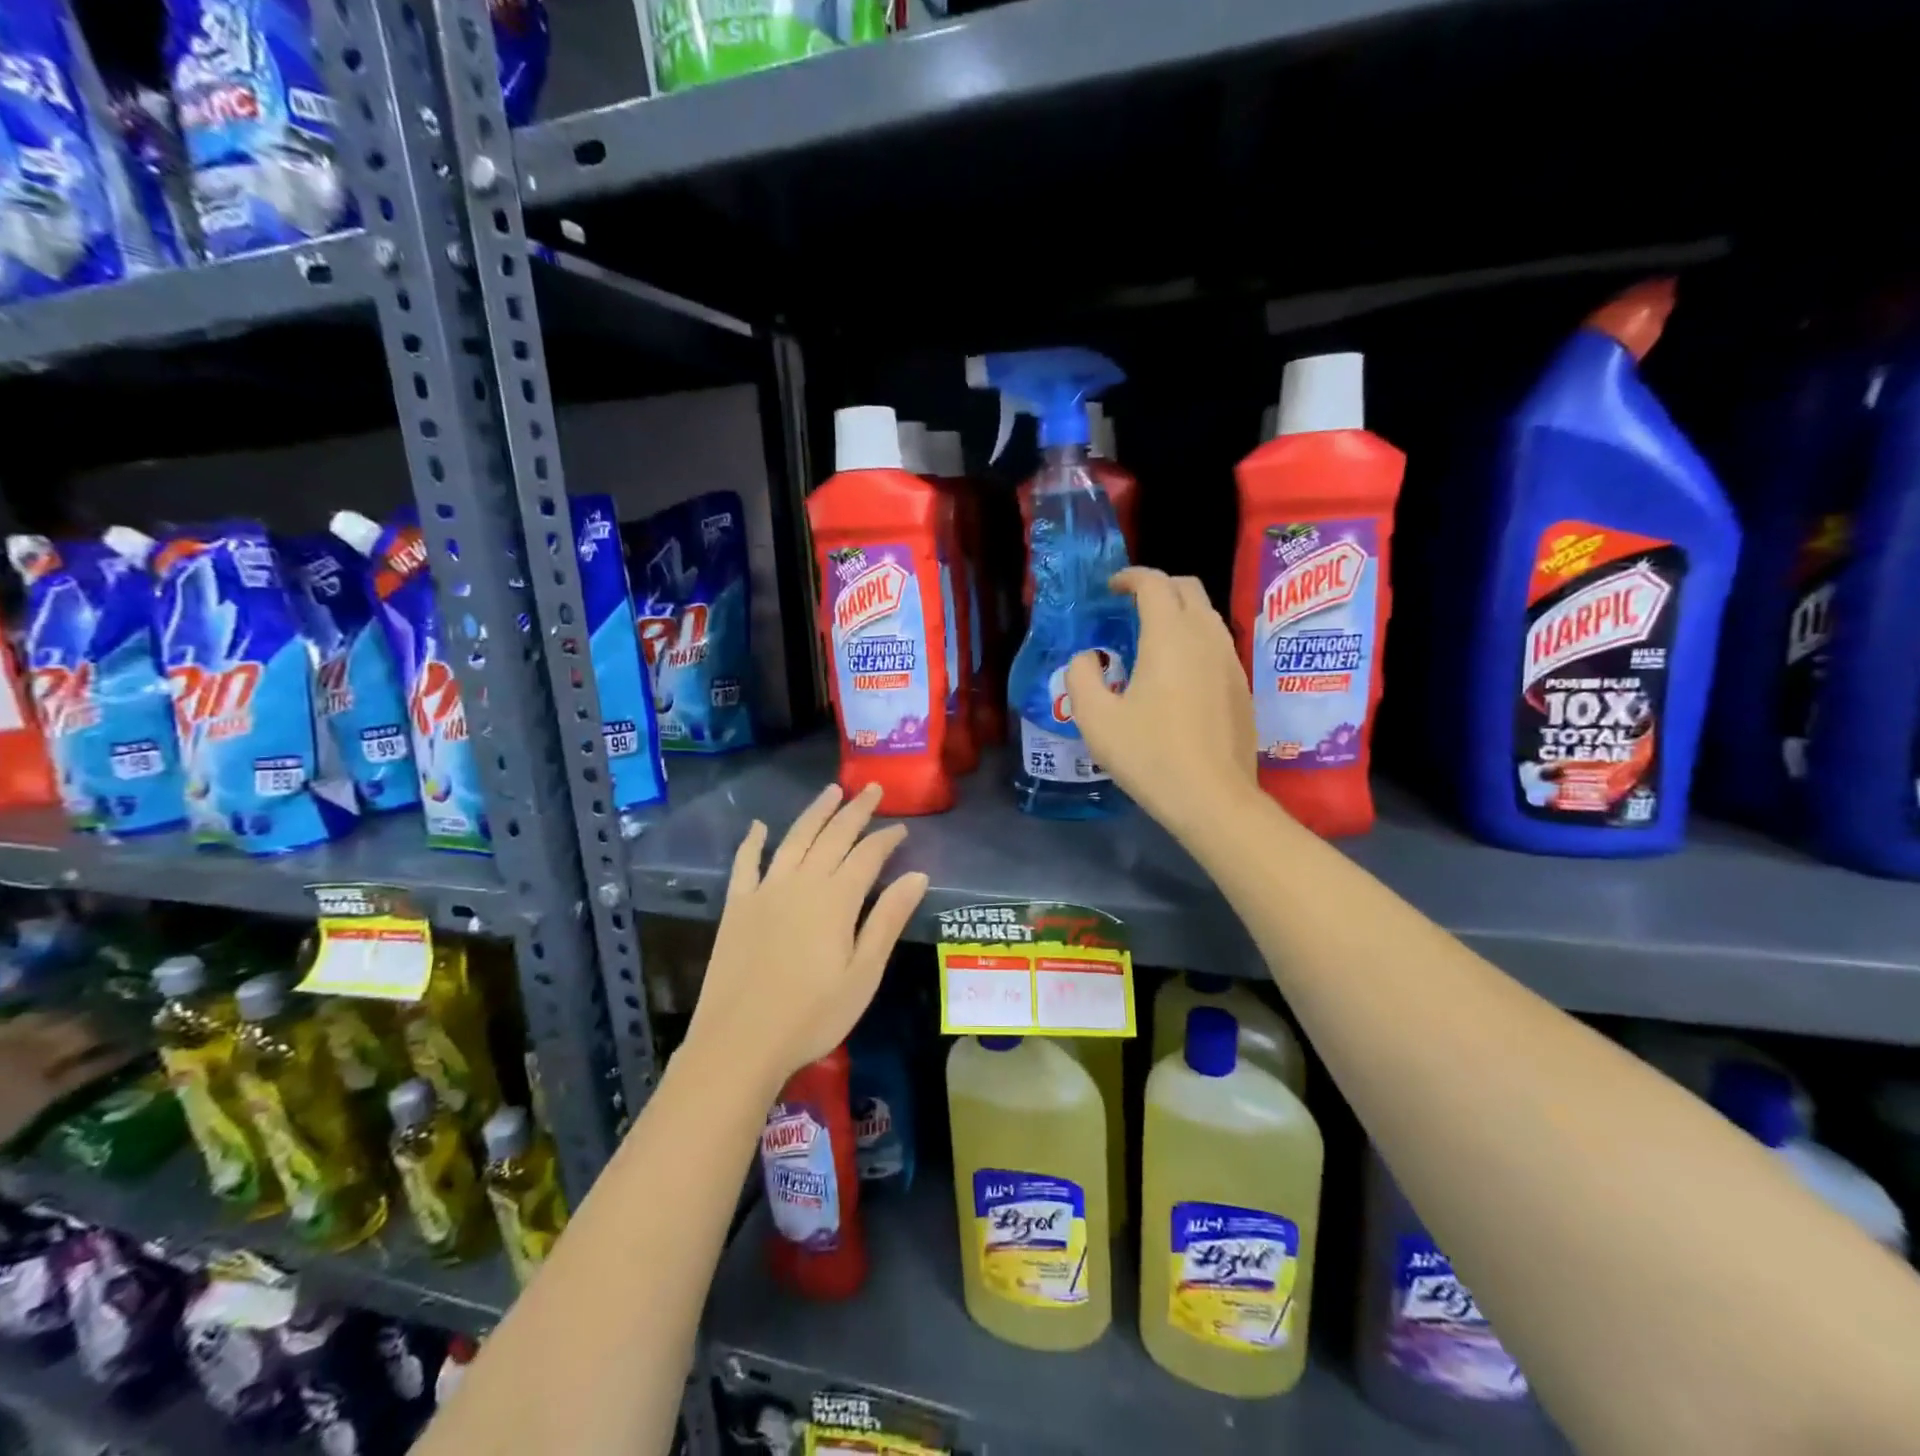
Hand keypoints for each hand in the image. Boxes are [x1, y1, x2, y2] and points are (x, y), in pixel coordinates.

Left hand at [686, 783, 928, 1092]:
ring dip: (815, 813)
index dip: (886, 838)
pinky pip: (745, 864)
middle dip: (856, 810)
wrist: (739, 1043)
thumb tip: (917, 874)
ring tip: (831, 791)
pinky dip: (753, 842)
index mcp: (836, 899)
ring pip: (794, 839)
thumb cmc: (812, 1015)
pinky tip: (759, 826)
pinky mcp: (737, 907)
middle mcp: (801, 883)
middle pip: (833, 836)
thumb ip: (888, 919)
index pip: (867, 855)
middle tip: (873, 789)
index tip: (901, 827)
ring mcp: (764, 891)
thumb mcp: (864, 974)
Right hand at [1067, 568, 1258, 835]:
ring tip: (1150, 638)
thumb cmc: (1150, 755)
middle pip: (1188, 588)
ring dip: (1178, 613)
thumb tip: (1088, 658)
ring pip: (1206, 615)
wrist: (1213, 798)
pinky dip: (1193, 639)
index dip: (1130, 577)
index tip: (1111, 588)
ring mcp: (1230, 660)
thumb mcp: (1096, 719)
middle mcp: (1206, 636)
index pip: (1154, 583)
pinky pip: (1216, 643)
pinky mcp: (1242, 685)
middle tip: (1130, 607)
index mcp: (1169, 636)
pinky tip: (1176, 673)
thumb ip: (1082, 677)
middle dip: (1158, 586)